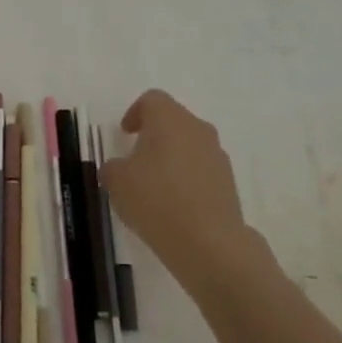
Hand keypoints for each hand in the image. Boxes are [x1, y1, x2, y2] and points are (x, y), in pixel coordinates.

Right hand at [100, 90, 251, 295]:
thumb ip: (112, 168)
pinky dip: (188, 178)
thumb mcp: (117, 182)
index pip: (152, 99)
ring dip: (173, 157)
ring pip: (190, 144)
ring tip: (156, 186)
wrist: (209, 242)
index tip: (125, 134)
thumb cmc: (156, 200)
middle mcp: (196, 128)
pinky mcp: (229, 181)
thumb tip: (119, 167)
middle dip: (155, 135)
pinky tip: (175, 204)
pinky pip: (203, 169)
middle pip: (173, 120)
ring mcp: (217, 154)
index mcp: (168, 118)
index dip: (135, 113)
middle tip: (137, 158)